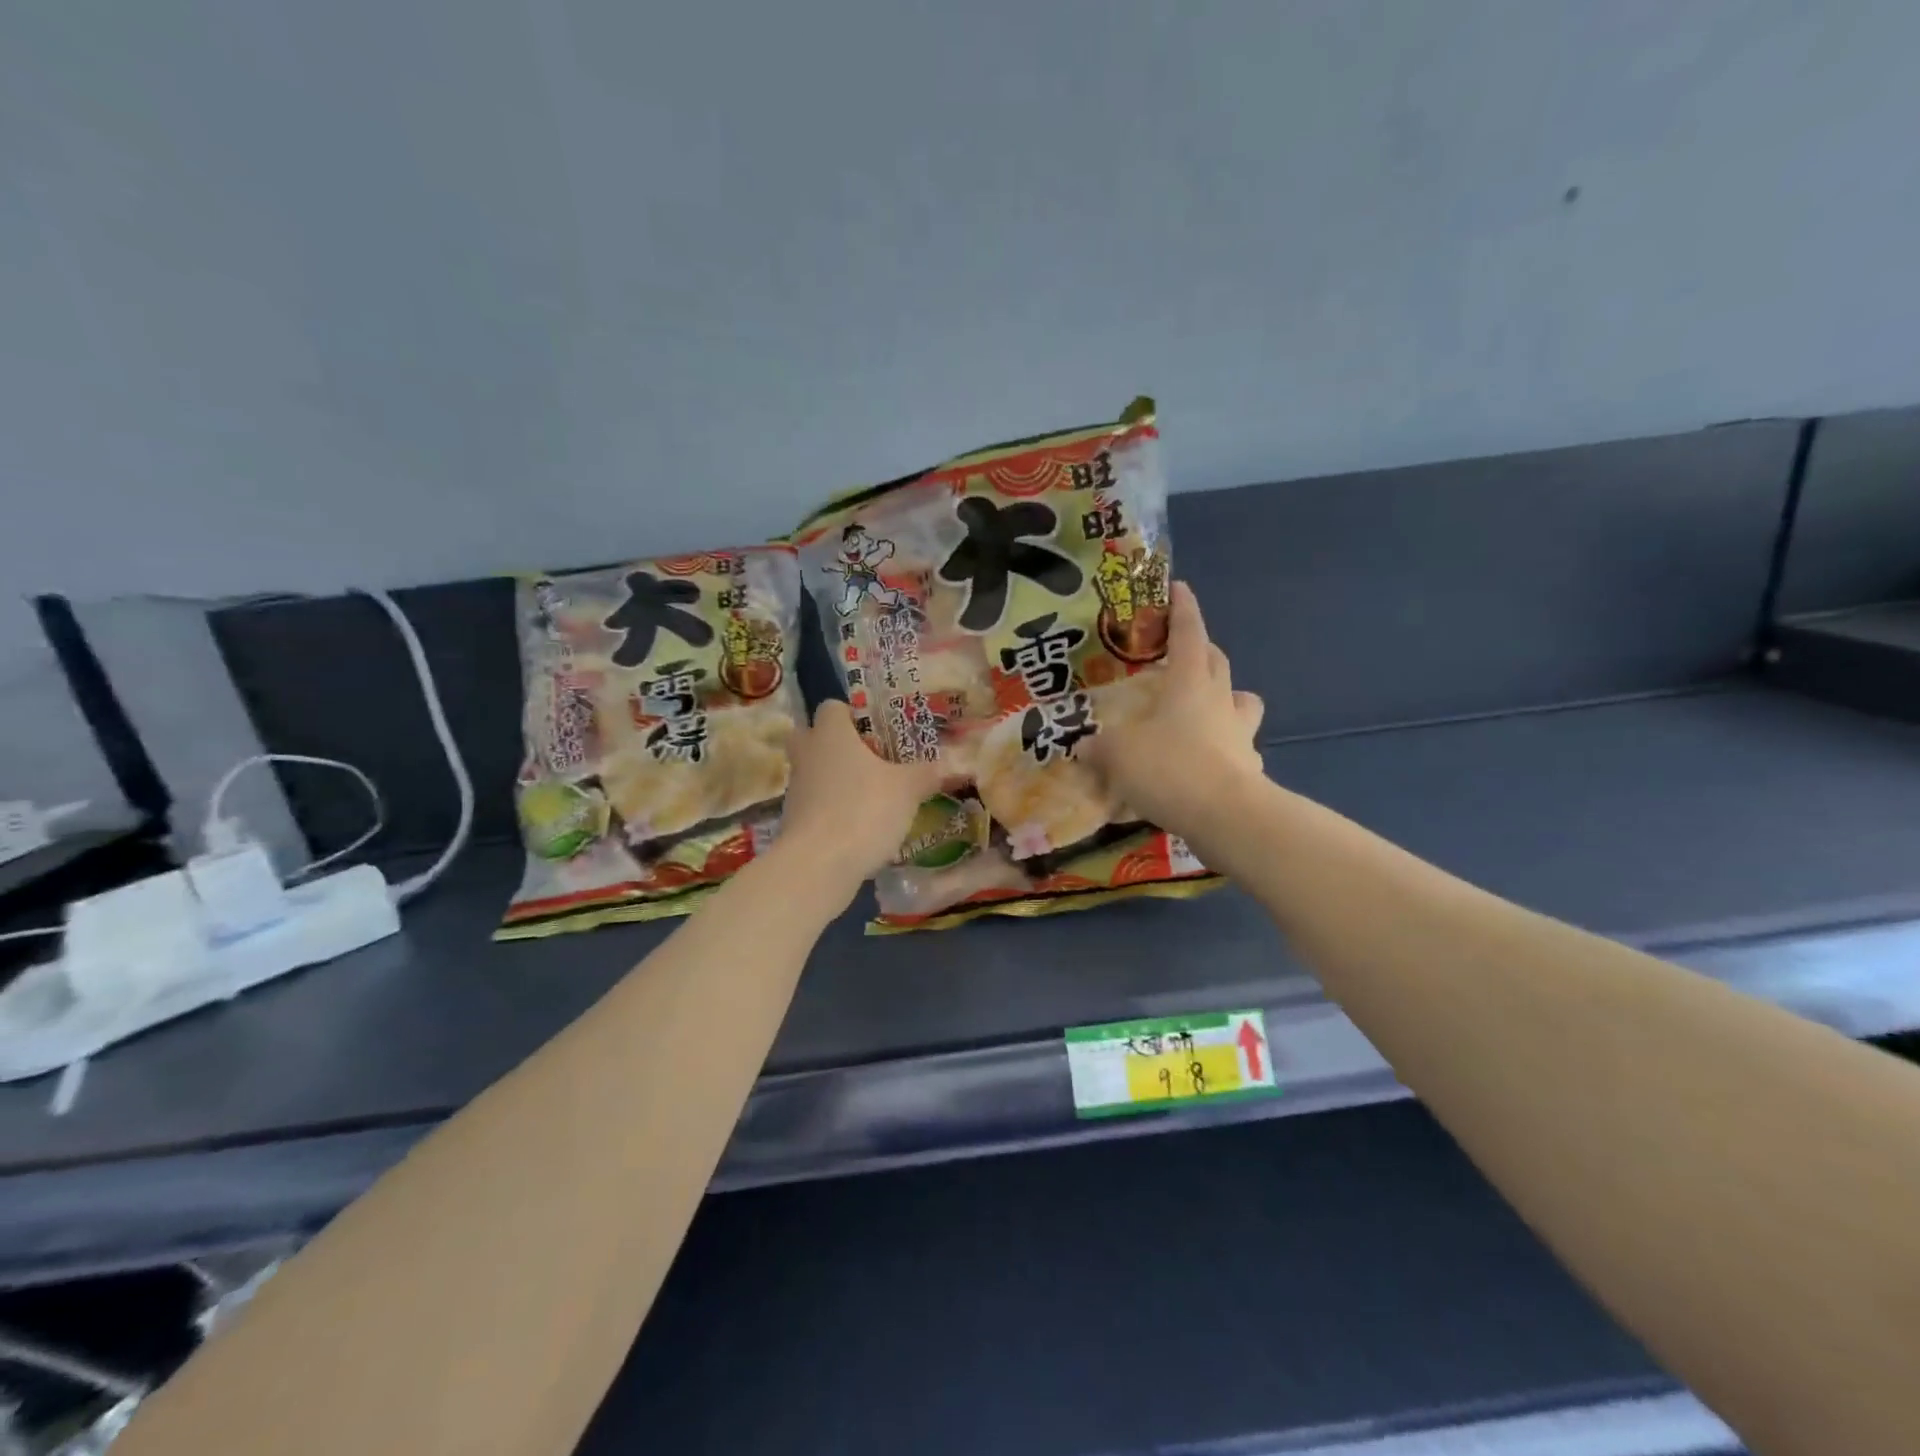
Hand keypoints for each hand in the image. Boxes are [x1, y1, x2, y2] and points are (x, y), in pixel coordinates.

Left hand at [778, 699, 943, 890]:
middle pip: (812, 737)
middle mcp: (807, 755)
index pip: (832, 707)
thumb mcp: (908, 790)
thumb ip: (928, 773)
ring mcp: (795, 790)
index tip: (877, 730)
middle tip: (869, 758)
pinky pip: (815, 805)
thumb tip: (954, 765)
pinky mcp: (793, 822)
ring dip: (836, 779)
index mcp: (830, 734)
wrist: (818, 865)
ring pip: (814, 772)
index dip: (853, 714)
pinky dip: (833, 810)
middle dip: (836, 744)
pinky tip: (860, 825)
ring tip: (872, 795)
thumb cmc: (863, 810)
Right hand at [1083, 581, 1265, 840]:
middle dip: (1204, 652)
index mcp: (1190, 683)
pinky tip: (1208, 766)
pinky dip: (1226, 750)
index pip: (1189, 634)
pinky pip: (1240, 749)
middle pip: (1219, 663)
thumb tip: (1084, 745)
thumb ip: (1099, 747)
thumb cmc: (1170, 767)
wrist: (1226, 817)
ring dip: (1226, 699)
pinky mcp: (1250, 768)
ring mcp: (1241, 735)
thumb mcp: (1118, 754)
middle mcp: (1220, 701)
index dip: (1183, 609)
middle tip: (1183, 655)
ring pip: (1241, 703)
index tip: (1179, 587)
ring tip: (1204, 712)